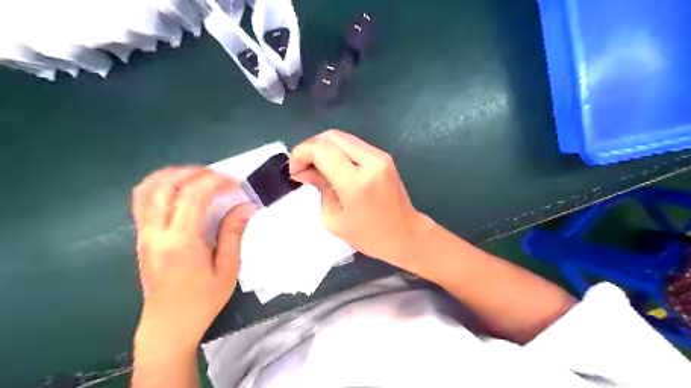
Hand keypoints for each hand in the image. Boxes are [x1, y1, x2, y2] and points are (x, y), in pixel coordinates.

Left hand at [131, 167, 254, 354]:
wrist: (168, 324)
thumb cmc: (202, 299)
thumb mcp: (227, 269)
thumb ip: (233, 233)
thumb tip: (246, 206)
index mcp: (181, 242)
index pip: (193, 196)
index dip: (215, 181)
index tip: (235, 183)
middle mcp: (156, 233)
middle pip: (166, 185)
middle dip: (195, 172)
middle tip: (219, 177)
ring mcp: (144, 233)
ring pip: (148, 188)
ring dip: (174, 175)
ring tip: (199, 177)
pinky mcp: (142, 237)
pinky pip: (142, 200)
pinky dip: (160, 185)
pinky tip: (179, 189)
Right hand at [289, 131, 430, 268]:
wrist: (405, 234)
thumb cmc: (369, 236)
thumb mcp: (334, 219)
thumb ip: (319, 188)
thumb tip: (305, 170)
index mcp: (356, 183)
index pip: (322, 150)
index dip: (301, 154)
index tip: (294, 170)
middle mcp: (371, 162)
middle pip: (331, 136)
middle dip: (310, 147)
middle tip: (302, 167)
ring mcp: (380, 156)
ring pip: (342, 137)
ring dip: (323, 147)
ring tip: (314, 167)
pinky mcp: (384, 156)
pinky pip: (353, 144)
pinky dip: (336, 150)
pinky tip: (331, 165)